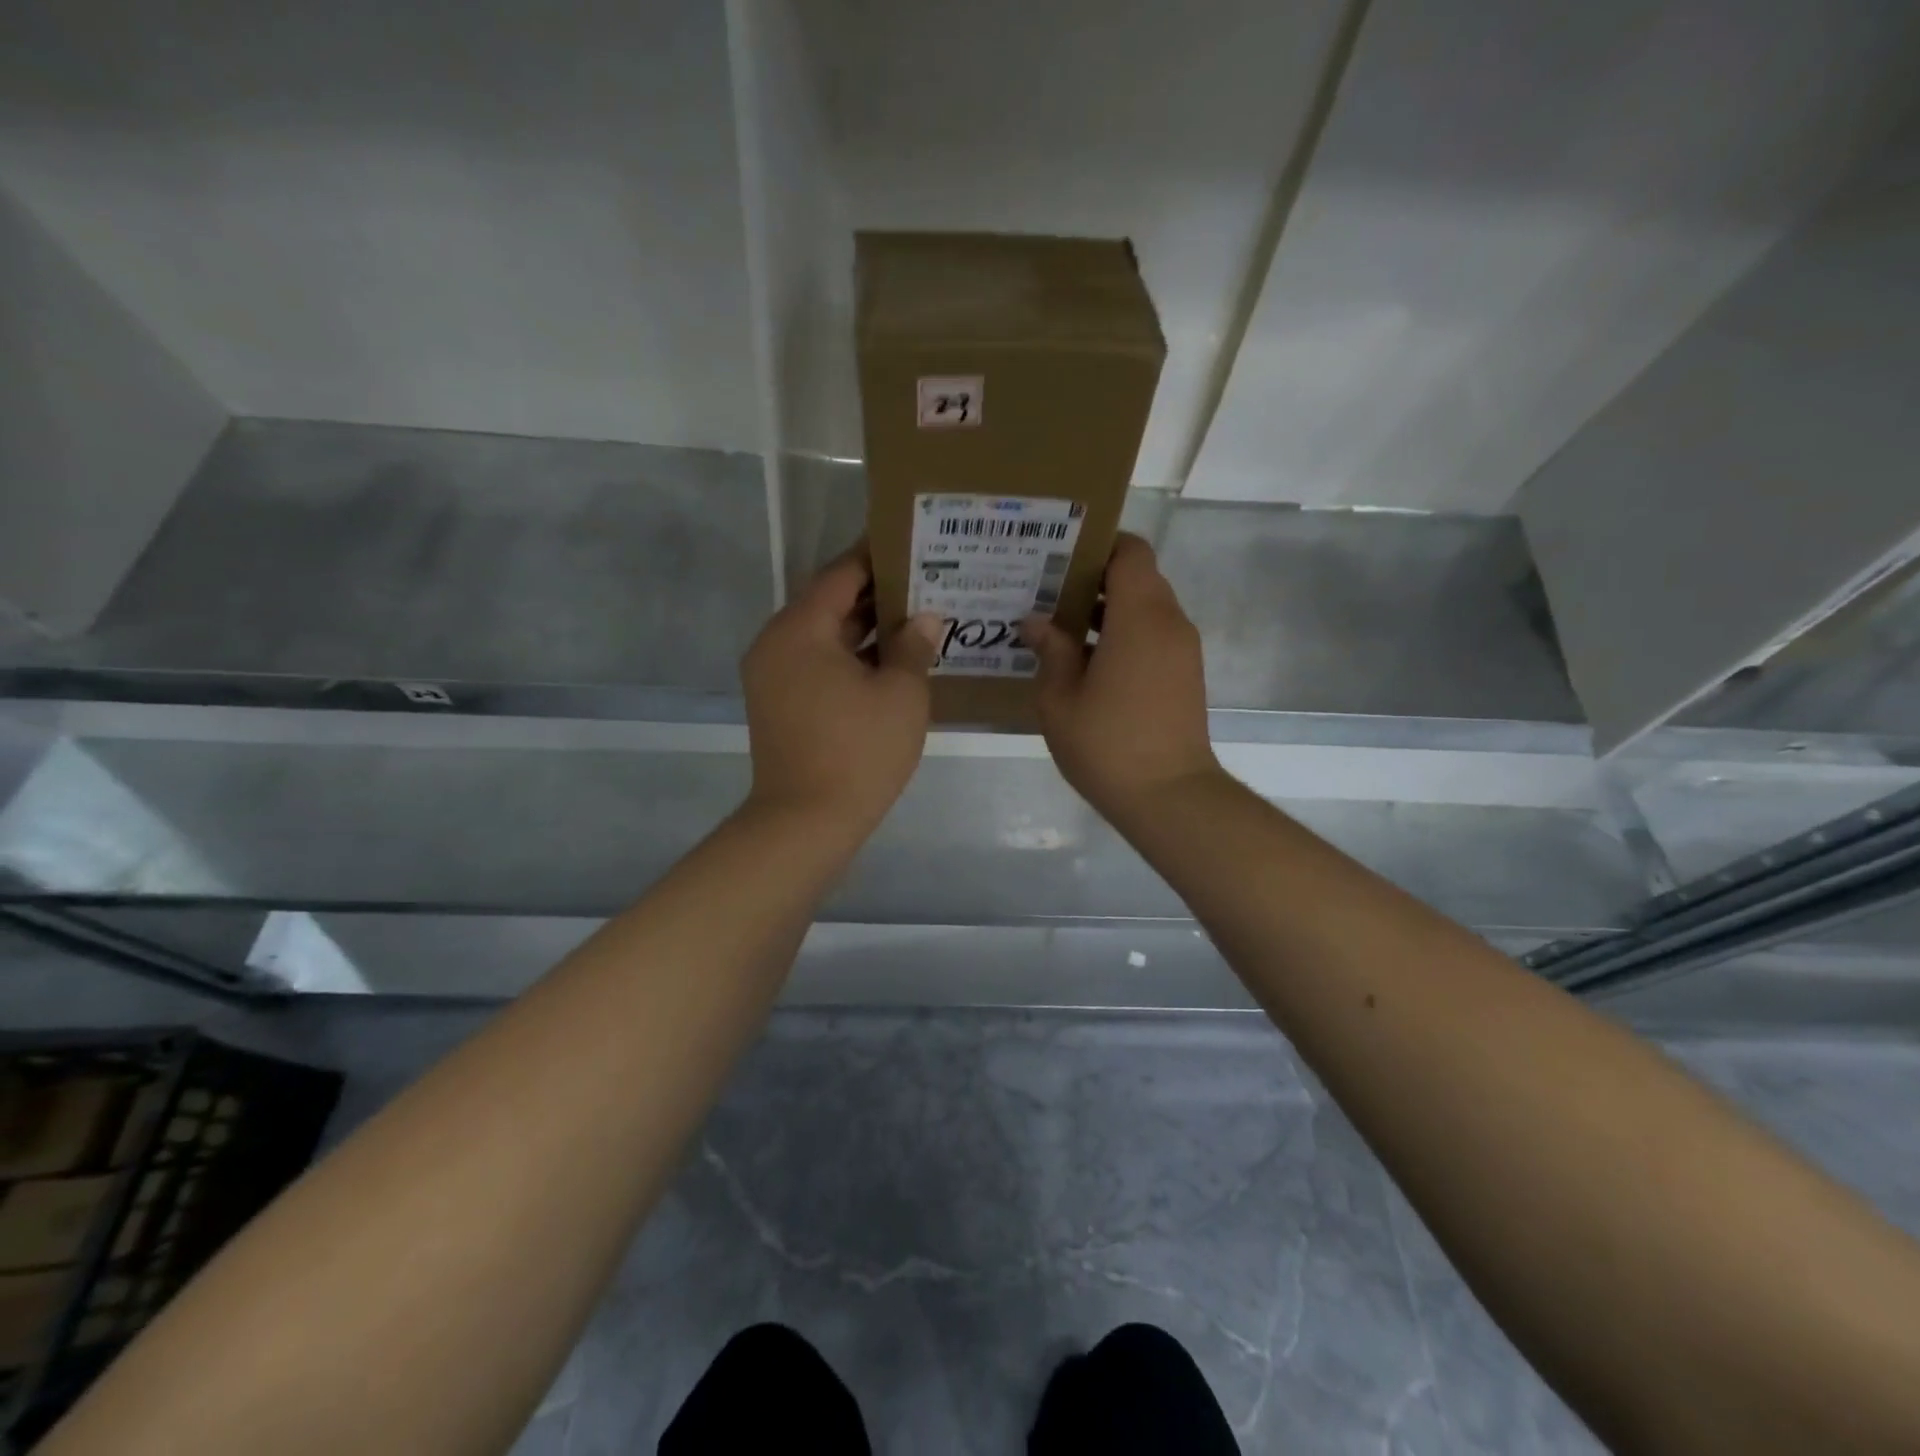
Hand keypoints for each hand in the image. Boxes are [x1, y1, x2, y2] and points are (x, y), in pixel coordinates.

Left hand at [740, 546, 943, 836]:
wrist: (805, 823)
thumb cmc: (858, 751)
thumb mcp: (900, 694)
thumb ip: (913, 646)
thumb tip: (925, 618)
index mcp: (800, 628)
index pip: (842, 574)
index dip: (877, 556)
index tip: (911, 542)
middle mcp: (777, 643)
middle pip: (830, 604)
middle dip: (877, 594)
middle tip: (925, 581)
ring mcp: (773, 677)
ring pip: (825, 638)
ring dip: (866, 630)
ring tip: (916, 618)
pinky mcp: (779, 704)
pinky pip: (817, 665)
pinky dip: (850, 659)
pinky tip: (891, 661)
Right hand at [1021, 533, 1222, 821]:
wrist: (1169, 796)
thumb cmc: (1108, 743)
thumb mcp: (1060, 699)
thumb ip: (1050, 651)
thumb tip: (1037, 623)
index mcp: (1140, 617)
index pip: (1131, 552)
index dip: (1099, 545)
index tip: (1061, 557)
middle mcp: (1169, 623)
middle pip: (1138, 578)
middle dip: (1095, 579)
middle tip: (1048, 592)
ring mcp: (1182, 650)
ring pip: (1146, 609)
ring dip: (1108, 611)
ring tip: (1061, 628)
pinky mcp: (1184, 675)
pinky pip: (1153, 636)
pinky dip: (1124, 636)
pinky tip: (1086, 663)